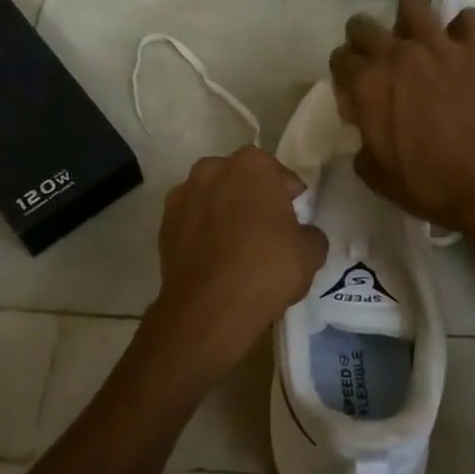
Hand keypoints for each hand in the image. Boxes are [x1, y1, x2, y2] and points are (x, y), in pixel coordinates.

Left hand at [138, 147, 328, 389]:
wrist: (209, 309)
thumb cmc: (266, 269)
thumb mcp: (310, 252)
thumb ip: (310, 233)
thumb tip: (301, 236)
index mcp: (252, 164)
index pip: (281, 177)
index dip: (290, 201)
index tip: (294, 224)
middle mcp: (212, 168)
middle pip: (242, 182)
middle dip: (253, 200)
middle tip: (267, 234)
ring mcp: (182, 195)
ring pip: (214, 199)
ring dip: (225, 214)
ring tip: (236, 249)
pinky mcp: (163, 223)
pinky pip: (192, 222)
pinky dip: (202, 233)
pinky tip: (214, 260)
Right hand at [329, 0, 474, 237]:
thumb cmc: (430, 186)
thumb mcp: (378, 176)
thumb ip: (363, 144)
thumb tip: (367, 129)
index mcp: (367, 85)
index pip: (340, 59)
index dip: (344, 75)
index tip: (356, 94)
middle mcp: (397, 55)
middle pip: (363, 25)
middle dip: (364, 40)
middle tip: (379, 63)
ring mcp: (439, 47)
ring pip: (413, 4)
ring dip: (410, 19)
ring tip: (418, 39)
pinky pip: (469, 18)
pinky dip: (464, 28)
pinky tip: (463, 45)